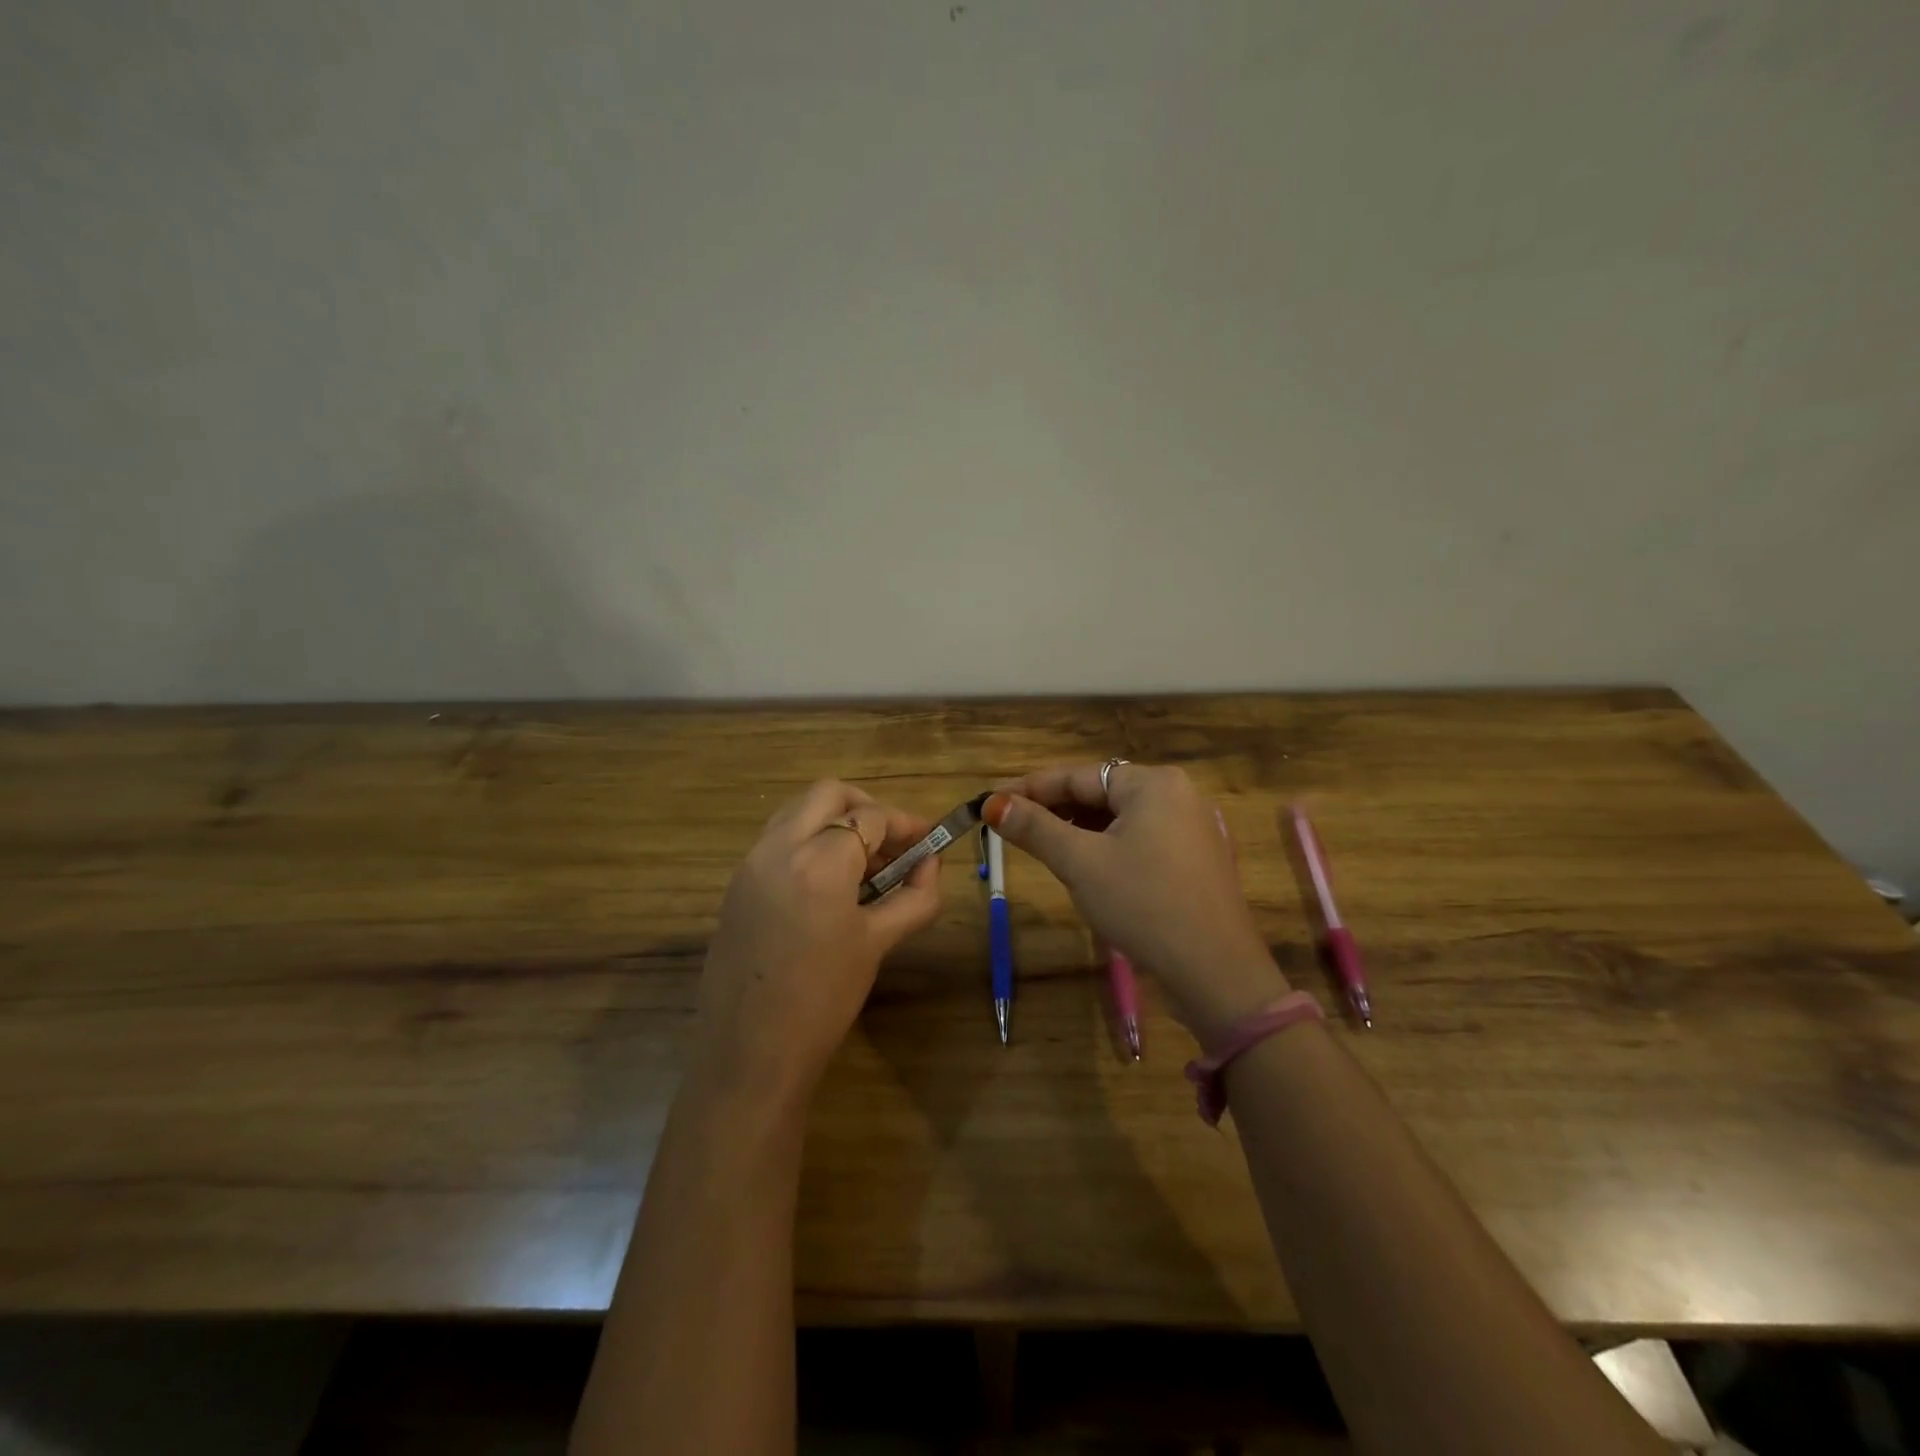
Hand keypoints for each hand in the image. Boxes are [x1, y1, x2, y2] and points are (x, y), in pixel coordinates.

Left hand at [693, 781, 942, 1104]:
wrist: (747, 1056)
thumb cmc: (823, 1001)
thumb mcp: (877, 944)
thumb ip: (914, 897)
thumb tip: (931, 865)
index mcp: (818, 862)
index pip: (870, 817)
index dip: (906, 824)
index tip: (928, 841)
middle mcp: (778, 848)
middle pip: (827, 793)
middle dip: (866, 807)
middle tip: (891, 842)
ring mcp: (749, 864)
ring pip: (797, 812)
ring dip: (834, 821)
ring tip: (863, 865)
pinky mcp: (736, 885)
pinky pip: (778, 840)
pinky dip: (808, 842)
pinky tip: (828, 885)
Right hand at [984, 764, 1287, 1044]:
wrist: (1215, 971)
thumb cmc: (1143, 904)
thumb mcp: (1080, 863)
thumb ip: (1035, 828)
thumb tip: (992, 804)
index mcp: (1152, 783)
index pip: (1077, 776)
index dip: (1029, 788)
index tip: (991, 801)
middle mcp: (1177, 793)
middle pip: (1100, 792)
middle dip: (1054, 809)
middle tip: (1012, 827)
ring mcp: (1191, 826)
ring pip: (1119, 817)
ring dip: (1079, 828)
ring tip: (1043, 846)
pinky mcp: (1195, 857)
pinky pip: (1140, 837)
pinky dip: (1107, 845)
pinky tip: (1086, 866)